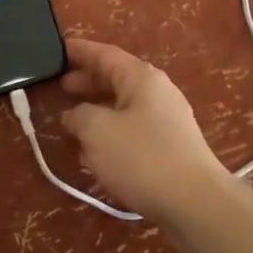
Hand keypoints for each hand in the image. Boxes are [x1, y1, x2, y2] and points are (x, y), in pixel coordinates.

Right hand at [60, 38, 231, 222]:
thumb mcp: (98, 132)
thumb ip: (79, 115)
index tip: (56, 49)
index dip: (79, 51)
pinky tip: (97, 150)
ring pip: (124, 105)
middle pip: (116, 77)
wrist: (196, 203)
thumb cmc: (142, 157)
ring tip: (72, 120)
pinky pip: (133, 127)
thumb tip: (73, 114)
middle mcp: (157, 91)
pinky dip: (112, 131)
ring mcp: (167, 119)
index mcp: (141, 77)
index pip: (105, 54)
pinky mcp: (171, 146)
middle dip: (87, 81)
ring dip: (98, 109)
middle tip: (59, 86)